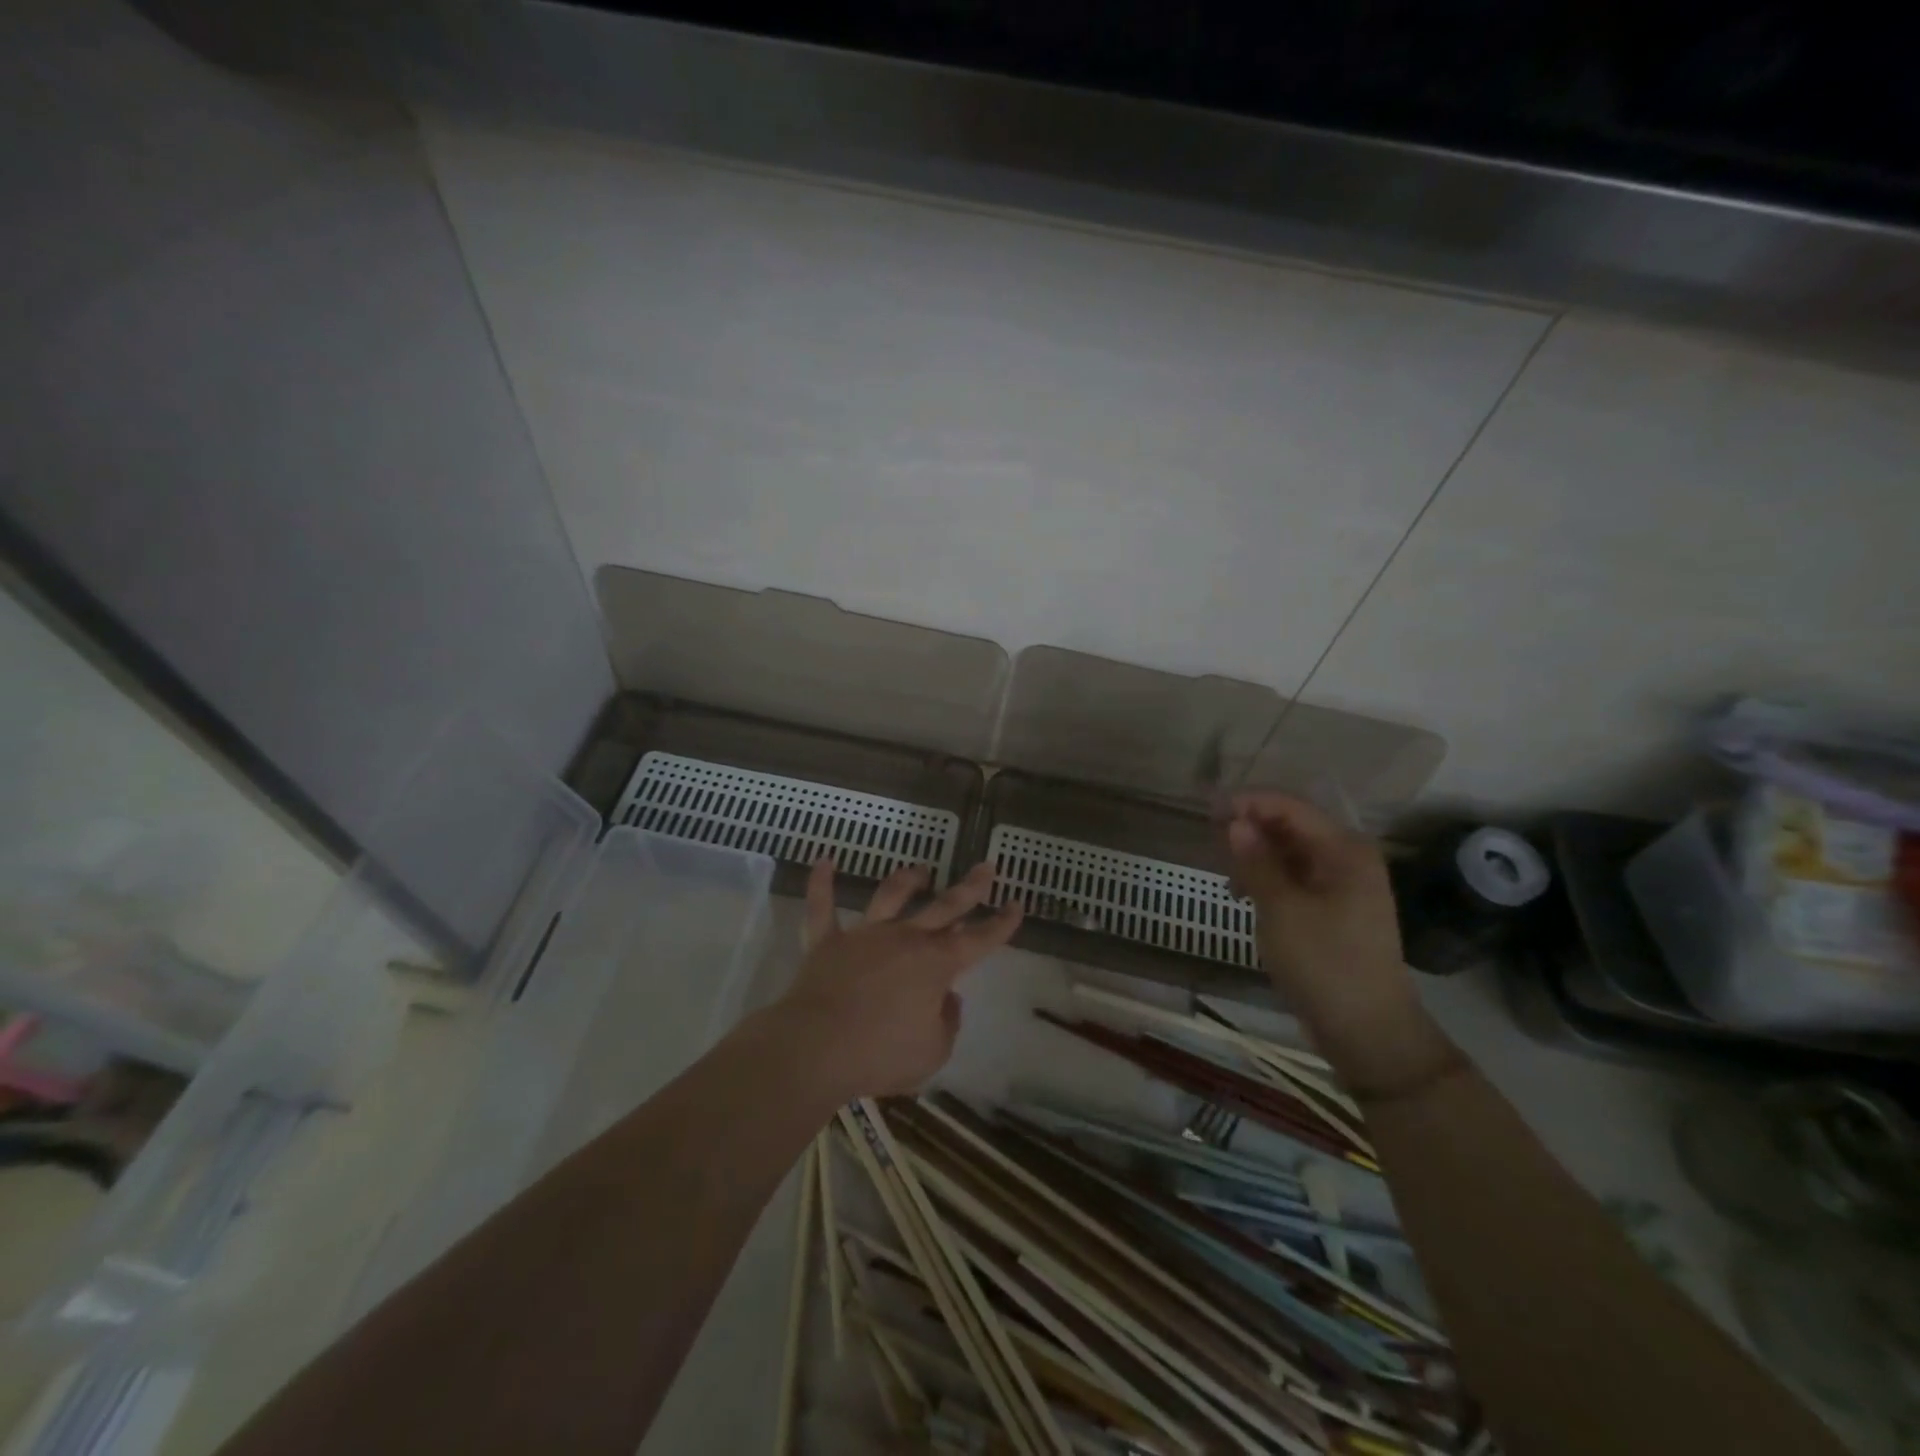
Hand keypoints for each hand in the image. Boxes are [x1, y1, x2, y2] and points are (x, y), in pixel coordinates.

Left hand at [770, 859, 1022, 1101]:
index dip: (1001, 924)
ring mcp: (865, 935)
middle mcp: (905, 938)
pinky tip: (824, 860)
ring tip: (920, 870)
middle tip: (985, 866)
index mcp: (937, 964)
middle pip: (944, 906)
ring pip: (890, 896)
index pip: (980, 939)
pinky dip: (822, 883)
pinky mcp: (827, 941)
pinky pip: (822, 907)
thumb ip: (947, 1022)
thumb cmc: (881, 1054)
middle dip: (970, 887)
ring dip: (907, 880)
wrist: (817, 1048)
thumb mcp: (933, 1052)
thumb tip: (947, 998)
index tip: (1017, 904)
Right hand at [1226, 793, 1454, 1096]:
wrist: (1368, 1032)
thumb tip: (1234, 822)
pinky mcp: (1332, 910)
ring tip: (1224, 872)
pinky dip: (1267, 878)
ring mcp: (1341, 886)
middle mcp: (1347, 859)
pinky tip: (1242, 894)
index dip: (1248, 802)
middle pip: (1291, 826)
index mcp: (1344, 850)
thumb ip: (1256, 862)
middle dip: (1250, 827)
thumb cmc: (1325, 964)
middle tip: (1209, 839)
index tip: (1207, 809)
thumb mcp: (1282, 910)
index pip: (1290, 806)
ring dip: (1255, 855)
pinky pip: (1294, 878)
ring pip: (1290, 853)